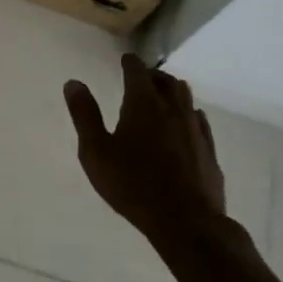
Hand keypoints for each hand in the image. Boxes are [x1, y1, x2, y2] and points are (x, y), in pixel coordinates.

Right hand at [63, 53, 226, 241]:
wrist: (185, 221)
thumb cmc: (132, 184)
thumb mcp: (95, 151)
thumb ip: (84, 115)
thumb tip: (73, 83)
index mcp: (143, 104)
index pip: (137, 71)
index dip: (130, 63)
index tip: (125, 60)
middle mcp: (173, 109)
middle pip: (166, 81)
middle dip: (153, 75)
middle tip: (143, 77)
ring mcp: (195, 129)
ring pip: (186, 98)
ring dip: (173, 91)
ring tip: (163, 95)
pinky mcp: (209, 151)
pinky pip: (199, 121)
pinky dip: (189, 114)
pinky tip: (186, 124)